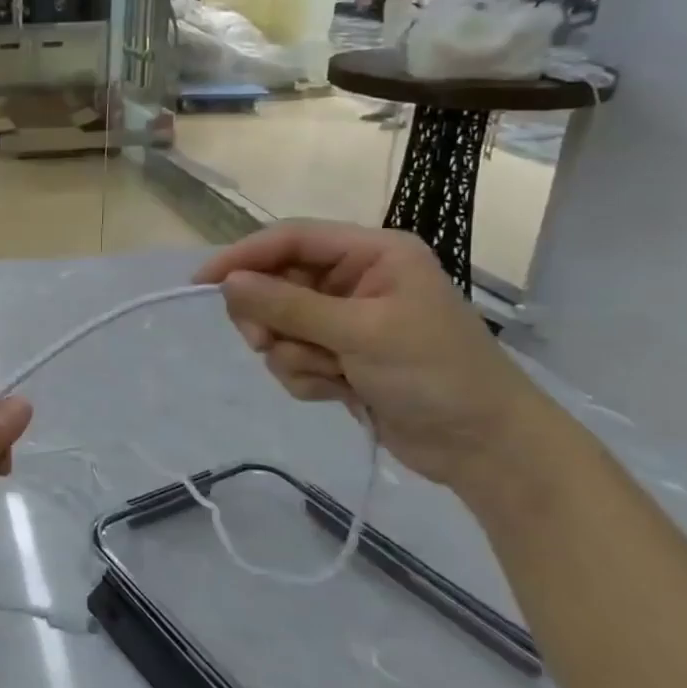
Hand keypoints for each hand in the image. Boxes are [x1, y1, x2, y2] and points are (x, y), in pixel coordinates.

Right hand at [194, 221, 556, 499]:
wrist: (483, 448)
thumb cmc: (435, 374)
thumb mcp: (361, 333)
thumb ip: (290, 306)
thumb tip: (228, 283)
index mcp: (372, 254)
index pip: (292, 239)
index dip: (244, 256)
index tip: (203, 282)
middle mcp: (355, 280)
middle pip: (278, 283)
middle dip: (271, 319)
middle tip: (266, 343)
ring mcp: (346, 321)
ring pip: (279, 326)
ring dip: (293, 355)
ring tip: (330, 375)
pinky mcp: (340, 357)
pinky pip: (292, 357)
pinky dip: (305, 377)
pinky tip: (339, 392)